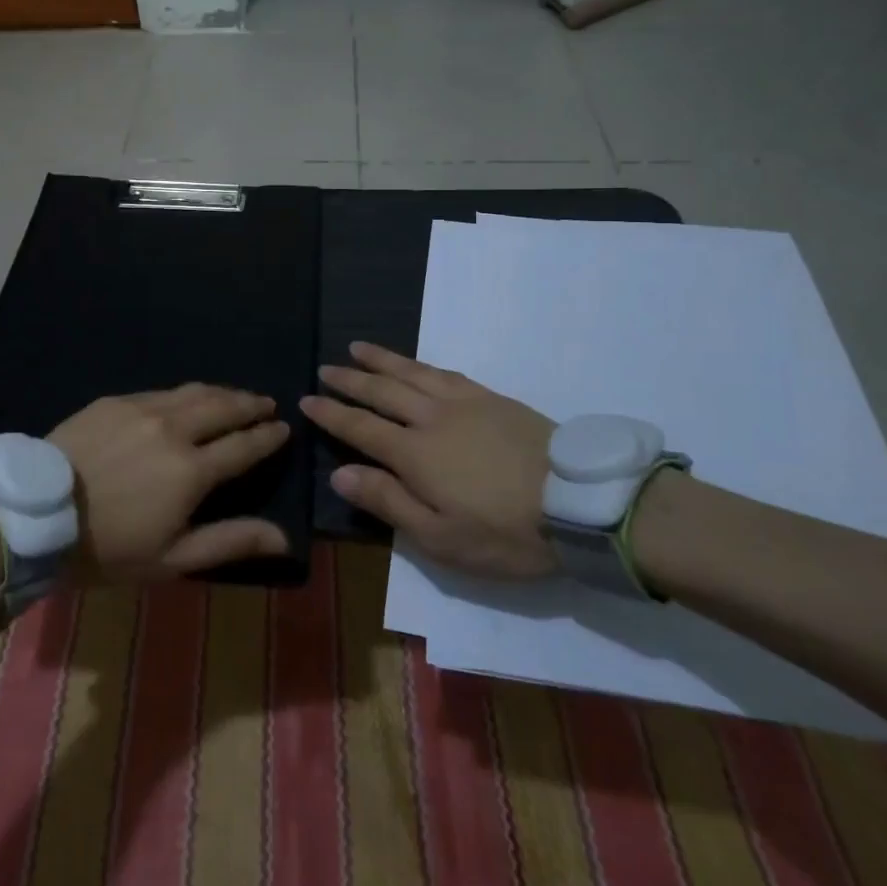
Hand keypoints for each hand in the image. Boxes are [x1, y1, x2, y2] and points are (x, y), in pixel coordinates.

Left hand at [49, 385, 291, 581]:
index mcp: (192, 470)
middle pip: (224, 407)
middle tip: (267, 404)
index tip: (284, 429)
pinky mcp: (115, 401)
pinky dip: (184, 394)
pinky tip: (185, 399)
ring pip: (194, 391)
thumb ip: (231, 541)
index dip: (268, 437)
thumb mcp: (172, 558)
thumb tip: (285, 537)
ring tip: (236, 396)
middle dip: (251, 404)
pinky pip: (161, 391)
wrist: (33, 514)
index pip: (244, 446)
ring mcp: (142, 408)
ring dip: (222, 392)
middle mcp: (173, 429)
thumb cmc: (107, 547)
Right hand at [301, 342, 557, 578]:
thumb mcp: (441, 538)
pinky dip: (422, 365)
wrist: (580, 502)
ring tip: (358, 347)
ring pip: (412, 373)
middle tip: (326, 368)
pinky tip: (417, 364)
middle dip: (350, 380)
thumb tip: (341, 473)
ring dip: (381, 360)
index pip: (360, 427)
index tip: (306, 400)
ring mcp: (465, 403)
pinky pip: (447, 373)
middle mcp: (432, 418)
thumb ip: (388, 502)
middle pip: (382, 392)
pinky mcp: (493, 398)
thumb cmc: (505, 531)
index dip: (331, 414)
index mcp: (414, 454)